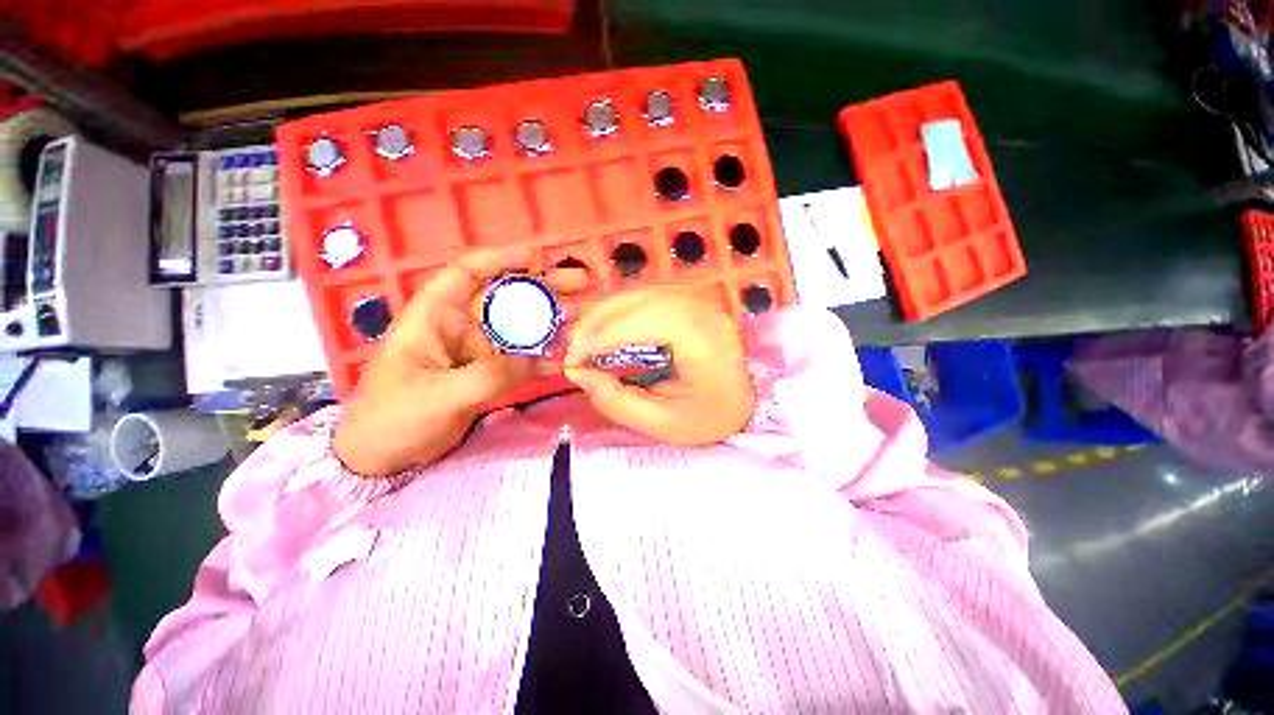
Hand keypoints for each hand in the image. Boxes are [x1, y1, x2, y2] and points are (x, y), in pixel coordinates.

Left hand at [333, 249, 586, 476]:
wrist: (381, 456)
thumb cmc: (393, 417)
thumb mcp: (441, 395)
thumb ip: (494, 376)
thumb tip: (546, 361)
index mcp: (436, 314)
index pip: (470, 271)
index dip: (506, 258)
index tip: (545, 257)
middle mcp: (461, 324)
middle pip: (507, 295)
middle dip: (545, 287)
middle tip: (585, 284)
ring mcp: (478, 349)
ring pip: (521, 326)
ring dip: (553, 321)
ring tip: (587, 316)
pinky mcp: (490, 371)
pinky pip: (523, 357)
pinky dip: (546, 356)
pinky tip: (569, 354)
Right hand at [563, 290, 754, 444]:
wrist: (742, 402)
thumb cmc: (706, 418)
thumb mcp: (659, 423)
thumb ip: (615, 400)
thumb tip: (577, 371)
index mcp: (704, 343)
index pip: (648, 322)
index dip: (605, 336)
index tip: (573, 359)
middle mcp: (703, 312)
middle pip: (641, 301)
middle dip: (598, 321)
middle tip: (572, 348)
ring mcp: (698, 302)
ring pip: (641, 294)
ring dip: (605, 314)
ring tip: (583, 340)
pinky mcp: (689, 302)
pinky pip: (647, 298)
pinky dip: (620, 312)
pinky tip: (605, 330)